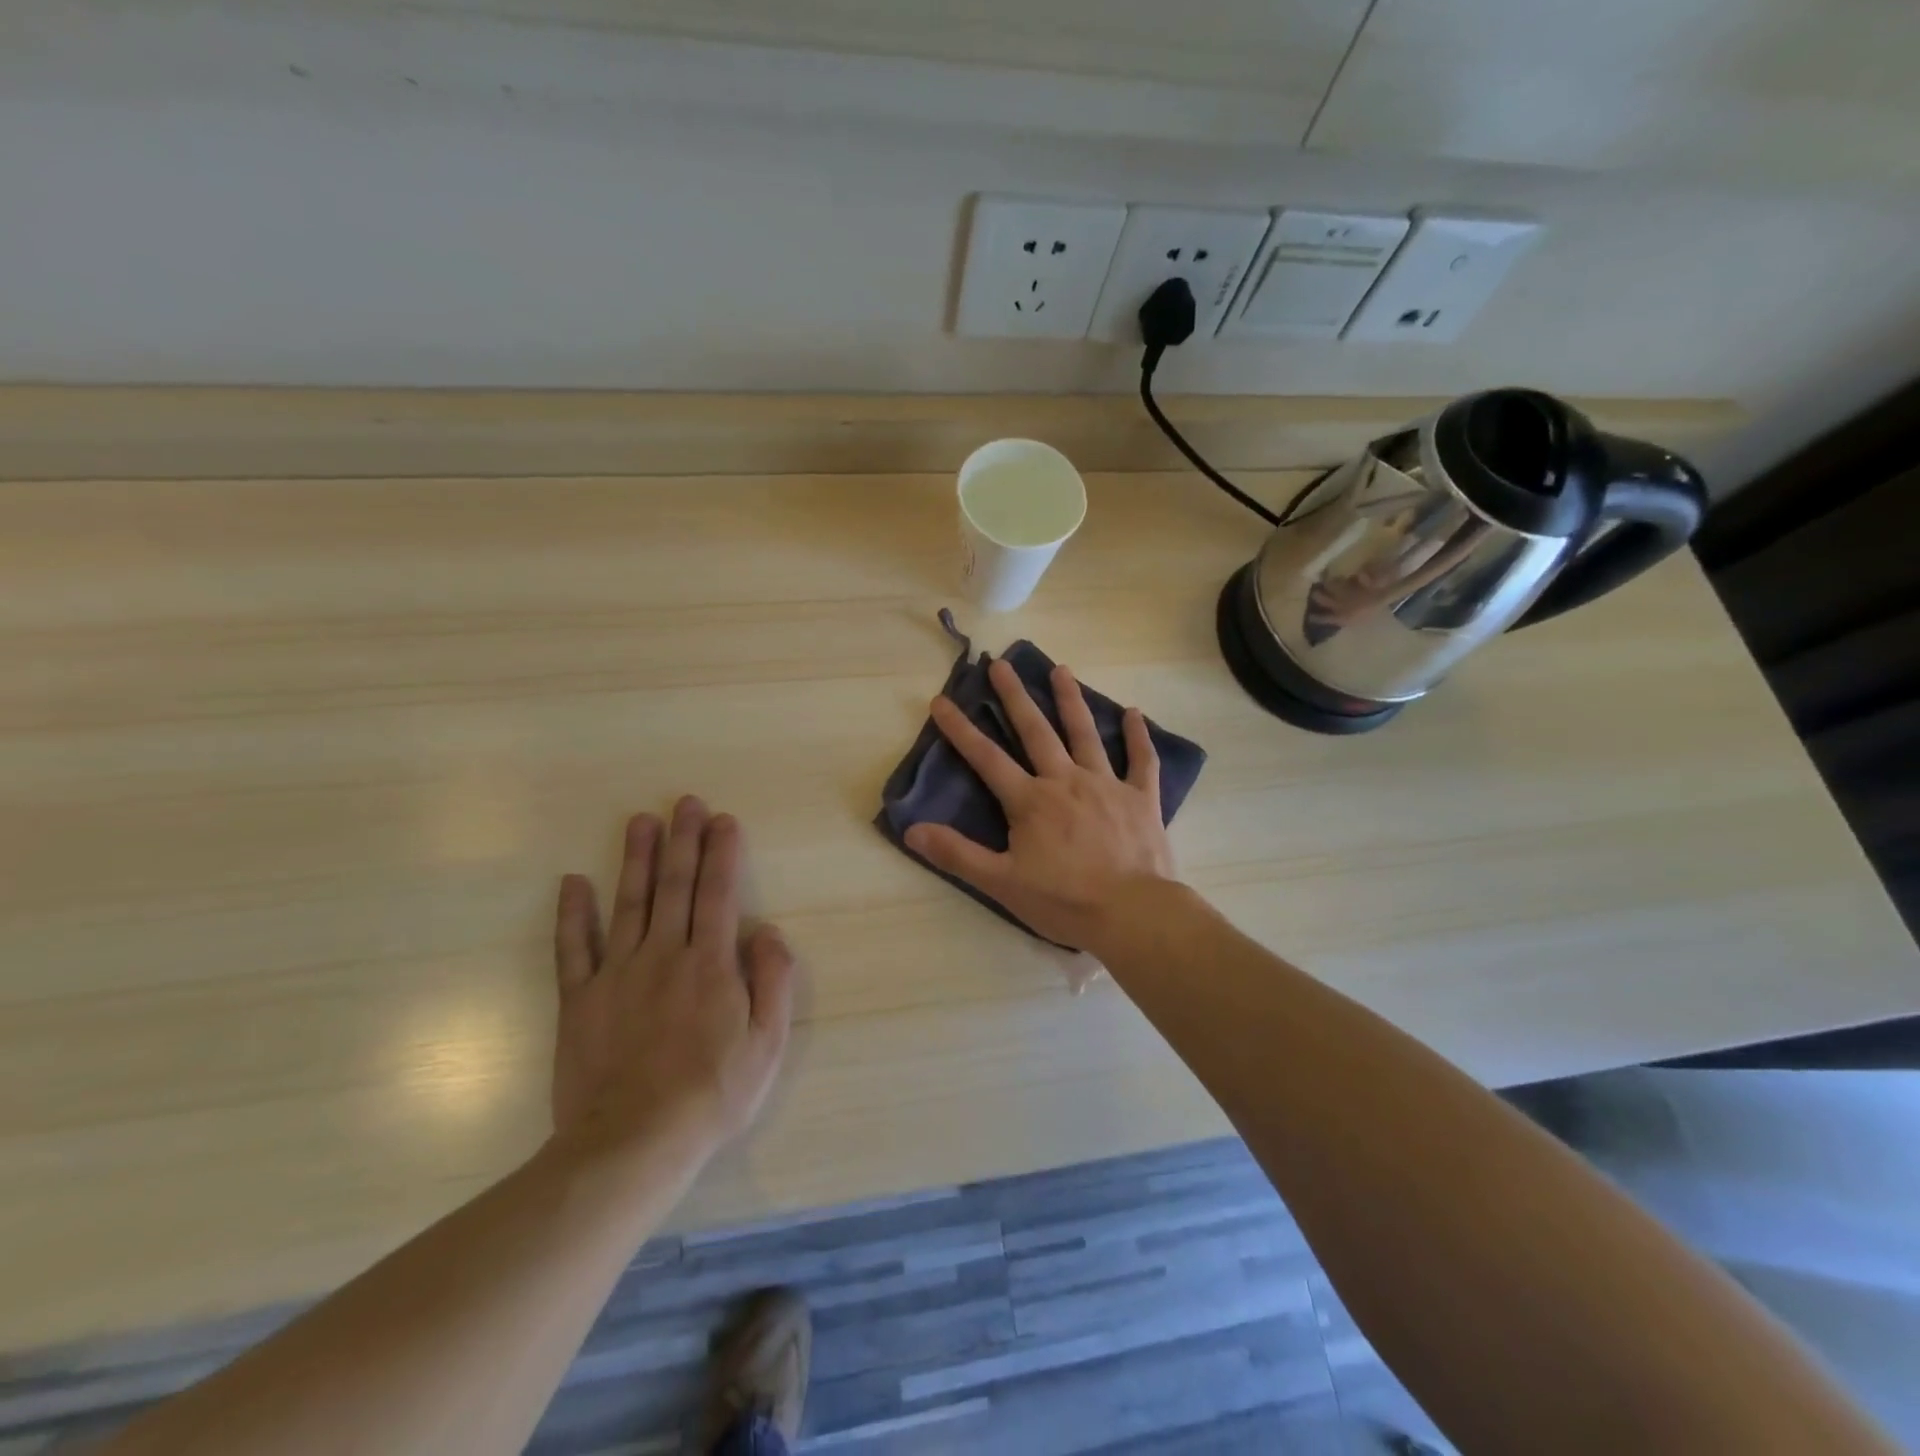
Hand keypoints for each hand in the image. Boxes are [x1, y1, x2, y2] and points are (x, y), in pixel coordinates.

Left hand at [550, 797, 794, 1168]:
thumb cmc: (712, 1094)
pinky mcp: (580, 1000)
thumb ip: (773, 981)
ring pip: (628, 903)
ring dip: (636, 859)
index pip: (719, 894)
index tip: (723, 820)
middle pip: (675, 886)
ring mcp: (617, 974)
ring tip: (640, 821)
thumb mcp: (767, 1043)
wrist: (633, 1144)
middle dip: (683, 840)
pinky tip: (573, 882)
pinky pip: (574, 949)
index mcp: (710, 964)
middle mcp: (664, 955)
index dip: (722, 853)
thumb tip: (768, 932)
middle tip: (685, 802)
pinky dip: (573, 914)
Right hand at [905, 659, 1176, 953]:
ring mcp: (1106, 785)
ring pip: (1085, 734)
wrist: (1133, 913)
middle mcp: (1066, 781)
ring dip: (1071, 700)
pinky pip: (1140, 760)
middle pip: (1036, 731)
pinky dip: (1137, 736)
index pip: (987, 758)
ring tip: (1061, 669)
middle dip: (1015, 696)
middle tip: (1001, 663)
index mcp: (1031, 800)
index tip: (942, 700)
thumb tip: (911, 830)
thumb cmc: (1064, 901)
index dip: (961, 729)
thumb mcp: (1002, 883)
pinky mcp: (1141, 798)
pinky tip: (1134, 712)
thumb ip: (957, 854)